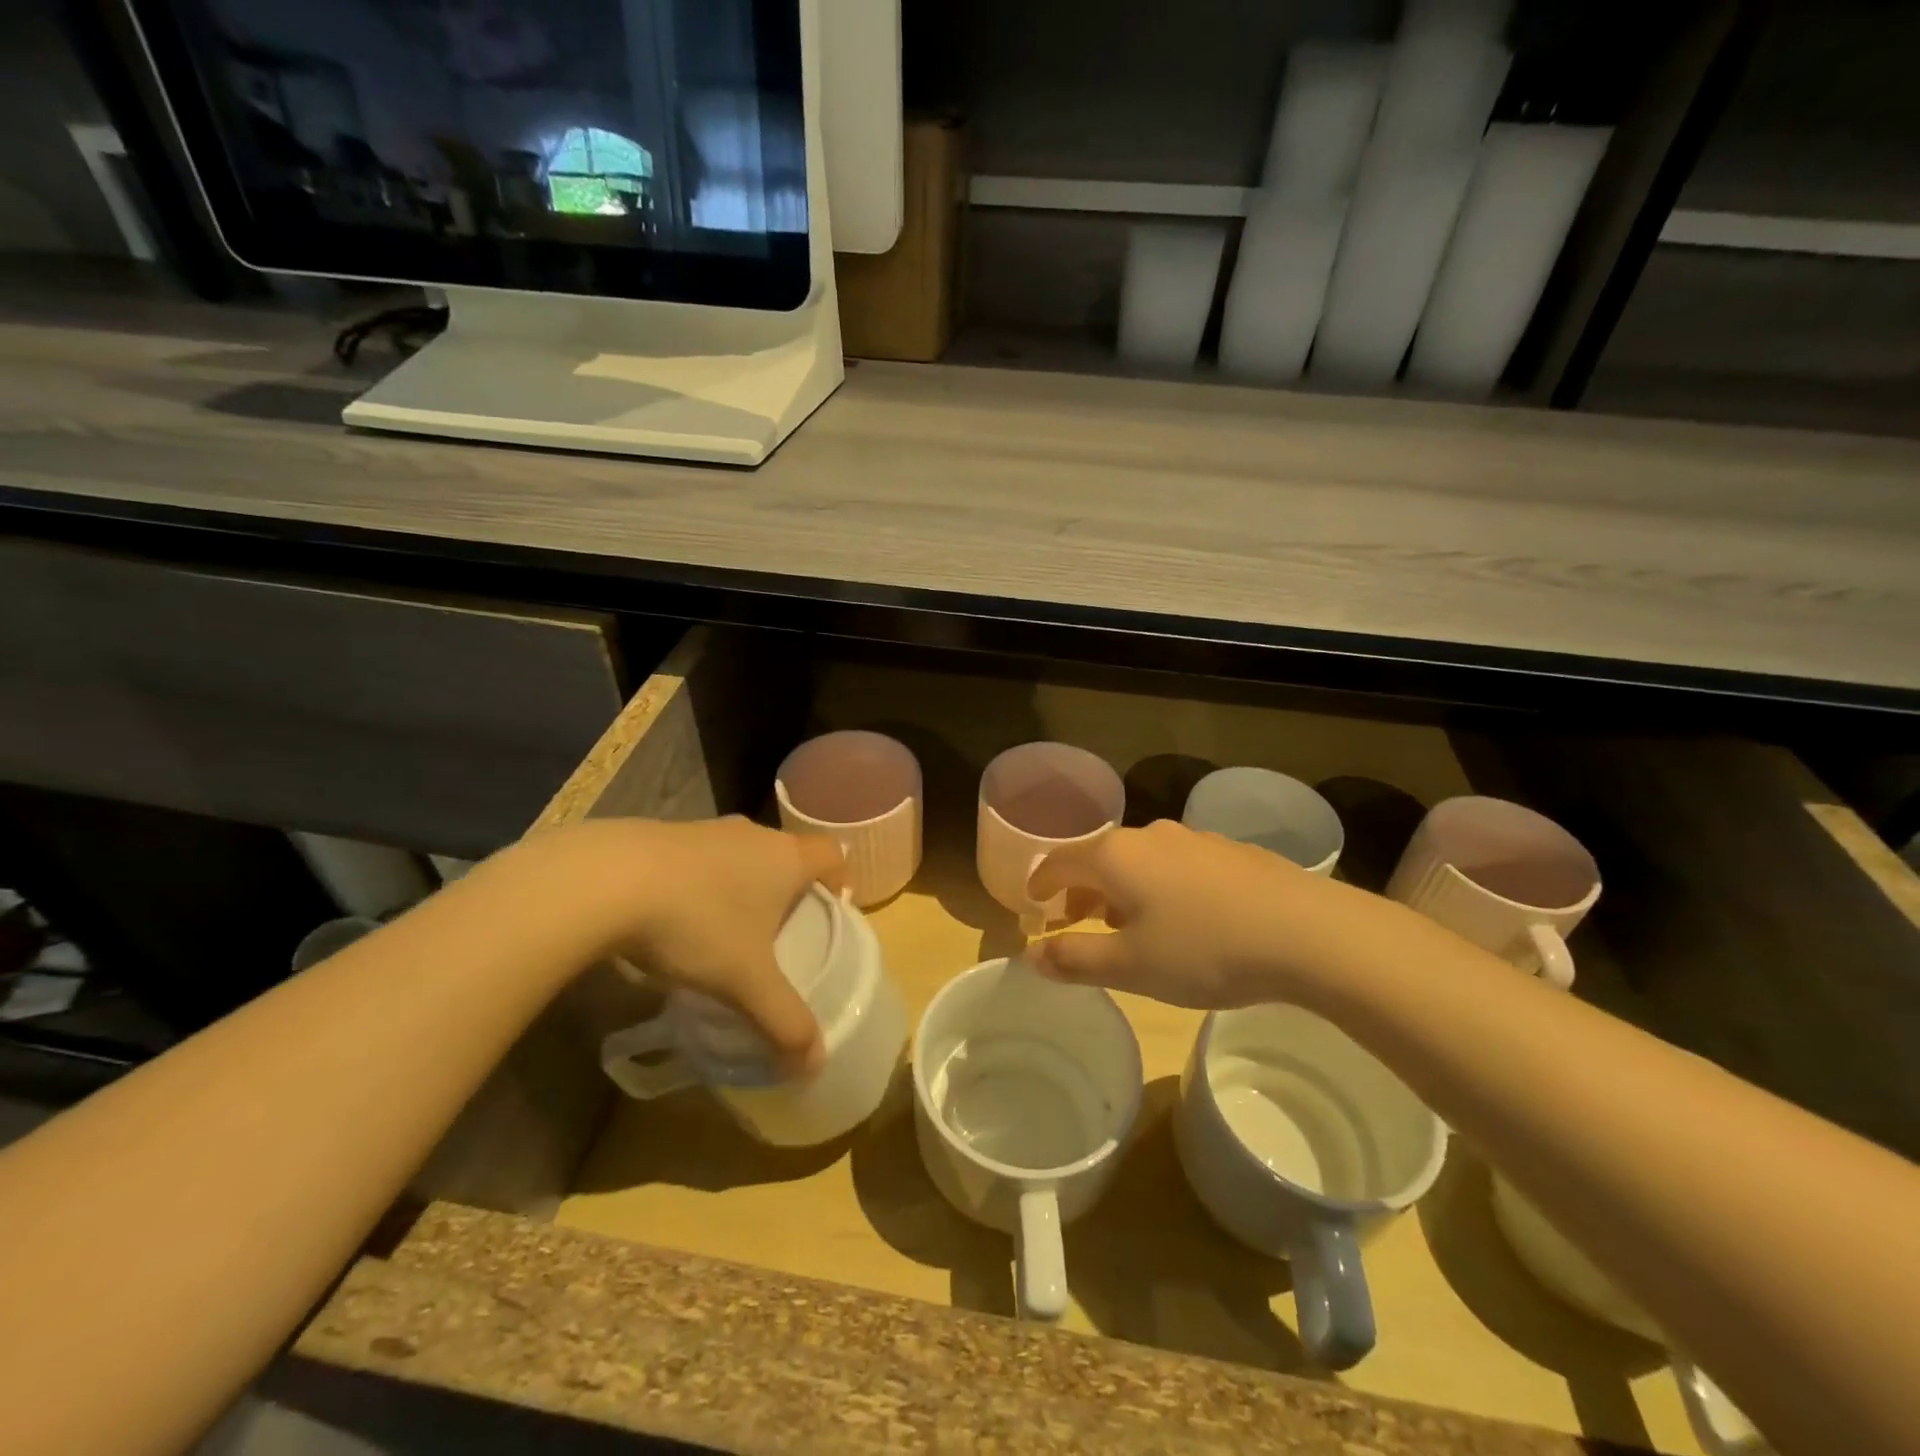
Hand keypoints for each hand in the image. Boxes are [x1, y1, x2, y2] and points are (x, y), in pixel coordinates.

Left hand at [560, 817, 844, 1074]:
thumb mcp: (745, 982)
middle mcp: (753, 834)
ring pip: (742, 854)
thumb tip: (815, 1065)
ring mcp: (706, 830)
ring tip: (727, 930)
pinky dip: (701, 882)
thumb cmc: (697, 924)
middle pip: (787, 854)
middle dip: (789, 889)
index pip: (833, 853)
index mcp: (786, 858)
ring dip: (743, 885)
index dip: (841, 878)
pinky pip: (700, 857)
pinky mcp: (664, 833)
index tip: (832, 910)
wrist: (606, 880)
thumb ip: (784, 1021)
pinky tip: (676, 919)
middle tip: (780, 932)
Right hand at [1025, 820, 1401, 1009]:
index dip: (1041, 884)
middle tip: (1078, 923)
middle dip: (1083, 890)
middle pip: (1100, 857)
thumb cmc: (1204, 950)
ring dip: (1124, 889)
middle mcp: (1150, 835)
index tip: (1034, 905)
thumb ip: (1075, 959)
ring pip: (1141, 860)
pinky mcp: (1231, 851)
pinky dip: (1163, 886)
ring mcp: (1194, 839)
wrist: (1308, 933)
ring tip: (1132, 926)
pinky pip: (1179, 865)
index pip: (1059, 862)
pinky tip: (1187, 919)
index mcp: (1115, 856)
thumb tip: (1032, 956)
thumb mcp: (1131, 967)